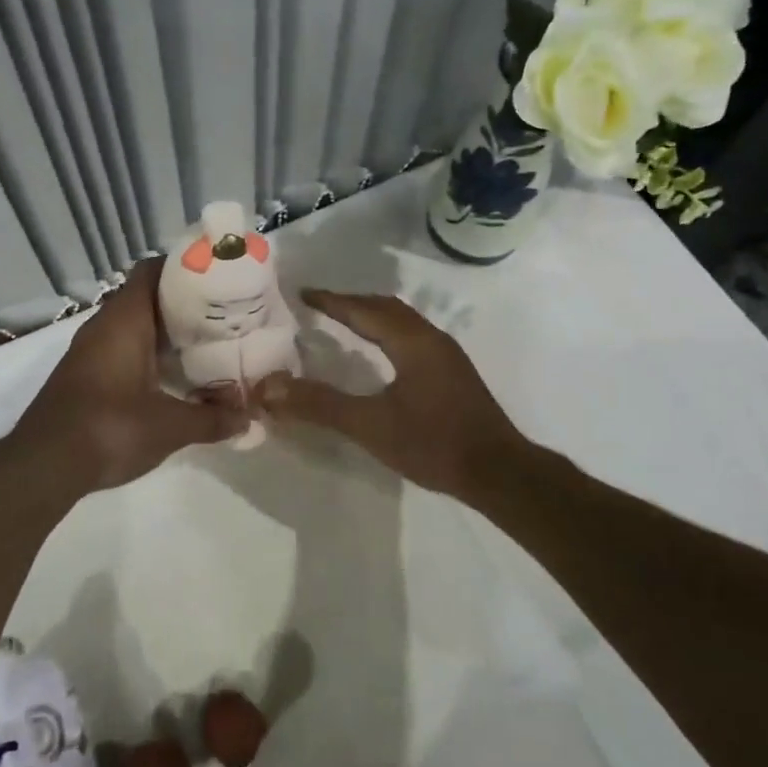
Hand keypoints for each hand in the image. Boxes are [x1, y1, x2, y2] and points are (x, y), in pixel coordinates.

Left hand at [7, 260, 246, 494]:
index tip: (216, 278)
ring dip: (163, 330)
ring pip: (132, 324)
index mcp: (125, 319)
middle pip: (146, 296)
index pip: (152, 271)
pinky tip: (171, 375)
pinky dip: (146, 352)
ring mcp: (89, 349)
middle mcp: (104, 325)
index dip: (183, 268)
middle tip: (221, 314)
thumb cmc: (110, 428)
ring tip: (203, 343)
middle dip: (182, 303)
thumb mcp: (169, 426)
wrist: (44, 464)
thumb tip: (249, 419)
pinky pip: (120, 346)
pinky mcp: (84, 373)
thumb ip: (212, 419)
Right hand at [255, 289, 525, 497]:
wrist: (499, 473)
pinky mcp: (453, 372)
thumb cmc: (434, 444)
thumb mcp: (370, 426)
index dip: (331, 301)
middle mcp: (431, 338)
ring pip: (402, 321)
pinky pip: (412, 336)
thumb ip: (319, 406)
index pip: (363, 310)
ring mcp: (446, 355)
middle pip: (385, 307)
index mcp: (411, 341)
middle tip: (319, 305)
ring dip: (371, 315)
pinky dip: (387, 332)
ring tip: (344, 322)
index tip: (302, 293)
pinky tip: (380, 353)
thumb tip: (269, 389)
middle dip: (351, 303)